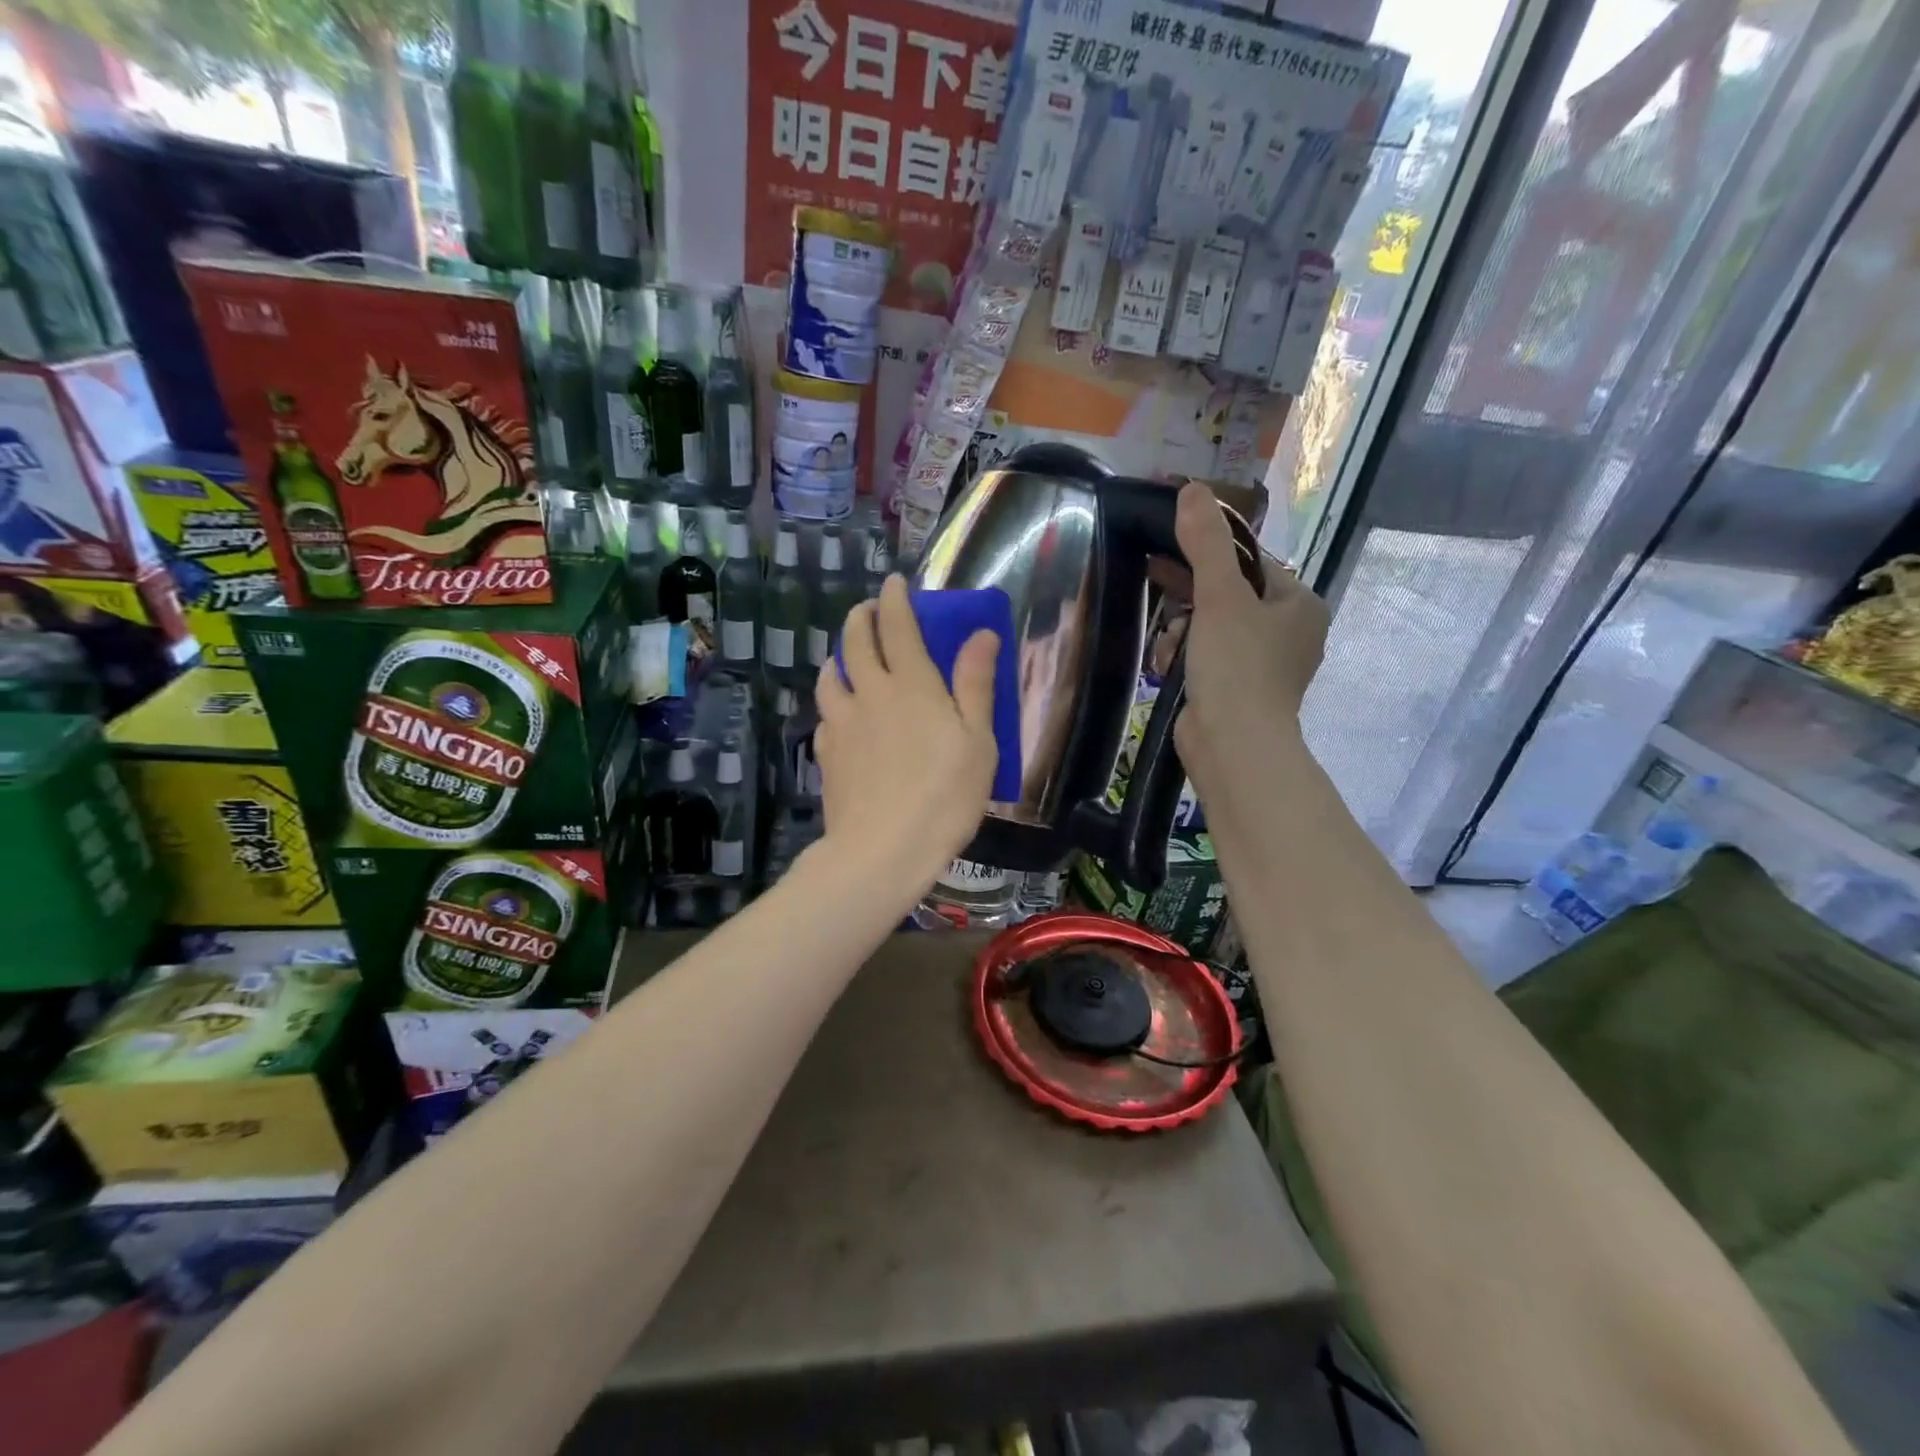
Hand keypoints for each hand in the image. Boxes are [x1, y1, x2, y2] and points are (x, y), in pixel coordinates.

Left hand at [813, 575, 999, 903]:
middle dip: (861, 618)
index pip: (897, 626)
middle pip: (856, 642)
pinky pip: (825, 716)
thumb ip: (975, 683)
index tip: (894, 583)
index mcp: (912, 685)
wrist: (883, 850)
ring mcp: (841, 723)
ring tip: (847, 659)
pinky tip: (840, 717)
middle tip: (868, 611)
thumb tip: (981, 633)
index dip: (895, 599)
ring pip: (831, 676)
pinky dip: (833, 704)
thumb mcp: (978, 740)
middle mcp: (870, 693)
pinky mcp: (826, 754)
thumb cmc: (945, 796)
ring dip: (839, 658)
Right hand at [1153, 484, 1327, 775]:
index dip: (1208, 552)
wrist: (1232, 746)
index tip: (1169, 548)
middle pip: (1228, 595)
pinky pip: (1205, 658)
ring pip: (1210, 627)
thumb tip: (1192, 489)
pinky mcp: (1236, 690)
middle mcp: (1288, 632)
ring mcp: (1262, 665)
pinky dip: (1184, 658)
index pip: (1250, 561)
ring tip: (1168, 648)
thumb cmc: (1237, 666)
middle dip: (1189, 597)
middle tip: (1155, 583)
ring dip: (1180, 631)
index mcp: (1298, 604)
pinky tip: (1167, 668)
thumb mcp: (1220, 597)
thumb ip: (1206, 543)